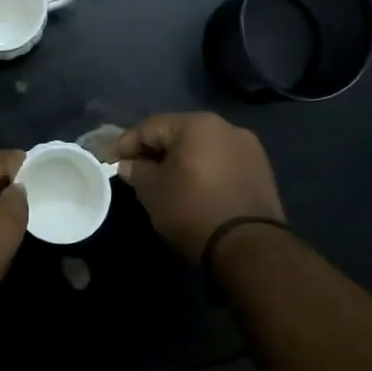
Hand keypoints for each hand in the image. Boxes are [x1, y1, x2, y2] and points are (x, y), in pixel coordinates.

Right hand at [115, 113, 284, 260]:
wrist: (248, 246)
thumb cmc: (192, 210)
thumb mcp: (152, 191)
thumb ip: (136, 171)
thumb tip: (128, 165)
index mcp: (197, 124)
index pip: (150, 126)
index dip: (126, 144)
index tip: (111, 161)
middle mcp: (226, 126)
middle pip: (178, 133)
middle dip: (154, 150)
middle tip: (135, 170)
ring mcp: (248, 147)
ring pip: (202, 147)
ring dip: (180, 160)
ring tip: (164, 180)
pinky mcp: (261, 169)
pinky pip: (221, 161)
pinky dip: (203, 169)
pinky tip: (192, 188)